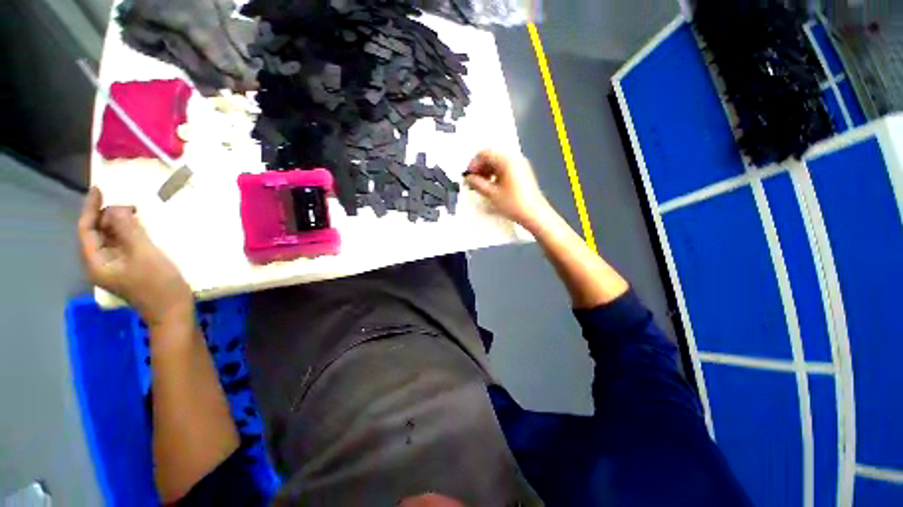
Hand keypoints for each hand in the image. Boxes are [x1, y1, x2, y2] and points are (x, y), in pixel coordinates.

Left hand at [78, 187, 191, 324]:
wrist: (174, 311)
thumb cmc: (158, 284)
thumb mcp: (144, 254)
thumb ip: (128, 230)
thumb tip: (116, 207)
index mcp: (97, 262)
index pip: (86, 229)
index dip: (91, 208)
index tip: (100, 189)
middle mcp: (101, 264)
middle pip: (96, 233)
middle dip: (107, 215)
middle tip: (127, 202)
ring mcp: (116, 268)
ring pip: (110, 239)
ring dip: (119, 224)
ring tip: (134, 212)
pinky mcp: (130, 269)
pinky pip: (123, 246)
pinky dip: (128, 234)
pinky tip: (140, 229)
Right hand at [464, 150, 554, 230]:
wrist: (534, 214)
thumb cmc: (514, 204)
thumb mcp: (492, 194)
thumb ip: (477, 183)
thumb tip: (469, 178)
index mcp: (507, 161)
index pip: (485, 153)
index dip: (473, 163)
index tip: (468, 175)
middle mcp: (515, 159)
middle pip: (492, 156)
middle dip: (480, 167)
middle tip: (473, 181)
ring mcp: (521, 165)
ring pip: (498, 162)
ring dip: (487, 171)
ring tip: (481, 185)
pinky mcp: (523, 173)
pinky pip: (506, 168)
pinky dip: (496, 174)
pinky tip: (492, 186)